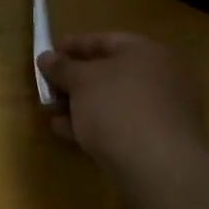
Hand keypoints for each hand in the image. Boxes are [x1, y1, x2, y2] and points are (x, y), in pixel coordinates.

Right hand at [38, 33, 207, 178]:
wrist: (158, 168)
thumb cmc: (119, 108)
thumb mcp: (82, 81)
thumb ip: (62, 67)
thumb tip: (46, 58)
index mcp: (149, 52)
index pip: (106, 41)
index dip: (74, 45)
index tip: (48, 53)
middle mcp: (161, 78)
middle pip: (110, 73)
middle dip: (74, 80)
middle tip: (47, 87)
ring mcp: (162, 112)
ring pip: (112, 102)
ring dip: (80, 105)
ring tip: (51, 112)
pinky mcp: (157, 143)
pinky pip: (119, 125)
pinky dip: (94, 125)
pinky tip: (67, 133)